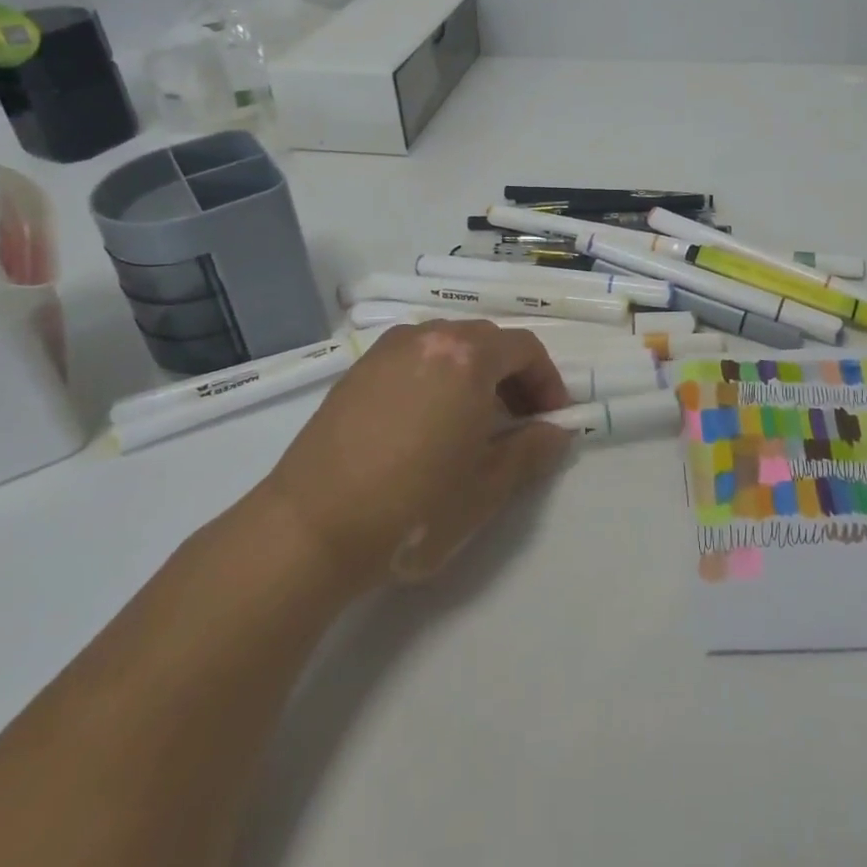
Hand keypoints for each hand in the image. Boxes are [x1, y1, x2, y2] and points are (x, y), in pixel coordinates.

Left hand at [260, 321, 572, 594]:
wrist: (310, 528)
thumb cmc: (413, 508)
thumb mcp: (487, 487)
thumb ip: (531, 451)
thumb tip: (557, 432)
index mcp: (467, 357)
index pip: (525, 349)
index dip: (547, 382)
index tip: (551, 420)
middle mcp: (428, 337)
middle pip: (487, 341)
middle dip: (512, 375)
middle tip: (518, 421)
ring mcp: (387, 350)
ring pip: (448, 345)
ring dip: (473, 373)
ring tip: (472, 421)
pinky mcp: (358, 370)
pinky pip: (413, 358)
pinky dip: (436, 376)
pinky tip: (427, 422)